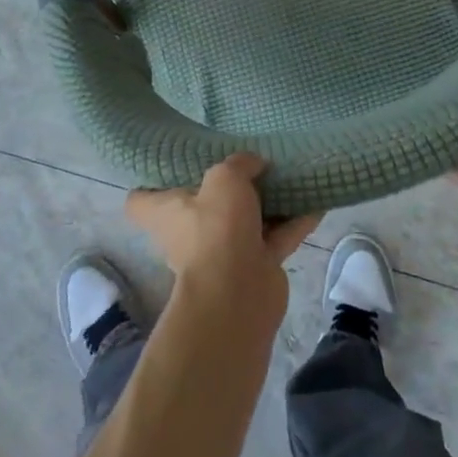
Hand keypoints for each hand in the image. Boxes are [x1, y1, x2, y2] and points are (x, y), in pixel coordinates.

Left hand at [126, 154, 319, 320]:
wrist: (239, 294)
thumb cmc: (216, 228)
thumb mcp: (224, 177)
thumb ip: (239, 164)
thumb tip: (254, 165)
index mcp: (166, 214)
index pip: (140, 201)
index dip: (148, 183)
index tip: (168, 164)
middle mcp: (189, 234)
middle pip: (199, 208)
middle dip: (222, 190)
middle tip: (243, 162)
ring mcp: (223, 254)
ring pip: (244, 221)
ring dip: (265, 204)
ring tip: (287, 175)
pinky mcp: (255, 268)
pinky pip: (277, 237)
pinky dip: (295, 221)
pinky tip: (317, 200)